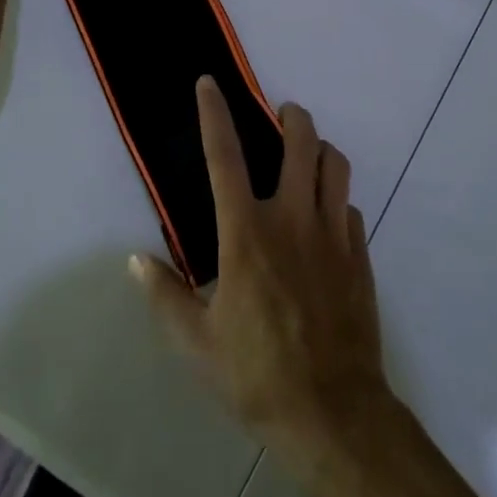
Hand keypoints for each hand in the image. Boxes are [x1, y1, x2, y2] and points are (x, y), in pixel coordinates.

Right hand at [133, 78, 390, 455]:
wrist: (333, 413)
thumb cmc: (256, 375)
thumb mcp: (196, 344)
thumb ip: (165, 296)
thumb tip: (136, 261)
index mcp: (246, 233)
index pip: (225, 156)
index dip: (214, 114)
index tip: (209, 83)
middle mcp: (292, 219)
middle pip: (301, 143)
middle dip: (292, 117)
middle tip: (282, 115)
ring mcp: (333, 234)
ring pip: (336, 165)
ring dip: (321, 150)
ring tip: (307, 156)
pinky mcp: (360, 255)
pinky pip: (348, 207)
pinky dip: (335, 199)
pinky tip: (325, 218)